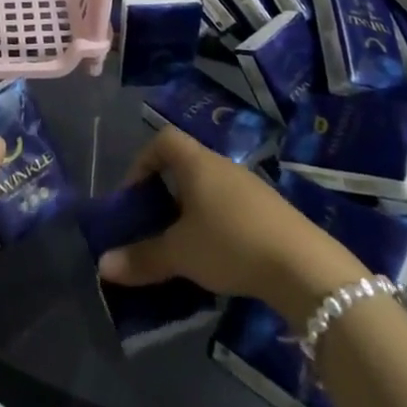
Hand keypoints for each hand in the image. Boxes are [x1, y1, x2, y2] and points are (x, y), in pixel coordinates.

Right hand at [96, 126, 367, 325]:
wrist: (304, 267)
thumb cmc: (231, 244)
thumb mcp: (180, 254)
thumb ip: (142, 258)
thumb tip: (102, 265)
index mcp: (197, 163)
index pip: (163, 140)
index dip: (142, 161)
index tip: (134, 195)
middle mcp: (223, 166)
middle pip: (186, 165)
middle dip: (165, 193)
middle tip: (154, 225)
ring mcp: (251, 187)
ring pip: (209, 189)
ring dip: (191, 211)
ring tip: (183, 246)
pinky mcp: (271, 212)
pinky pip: (232, 207)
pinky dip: (217, 224)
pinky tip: (218, 257)